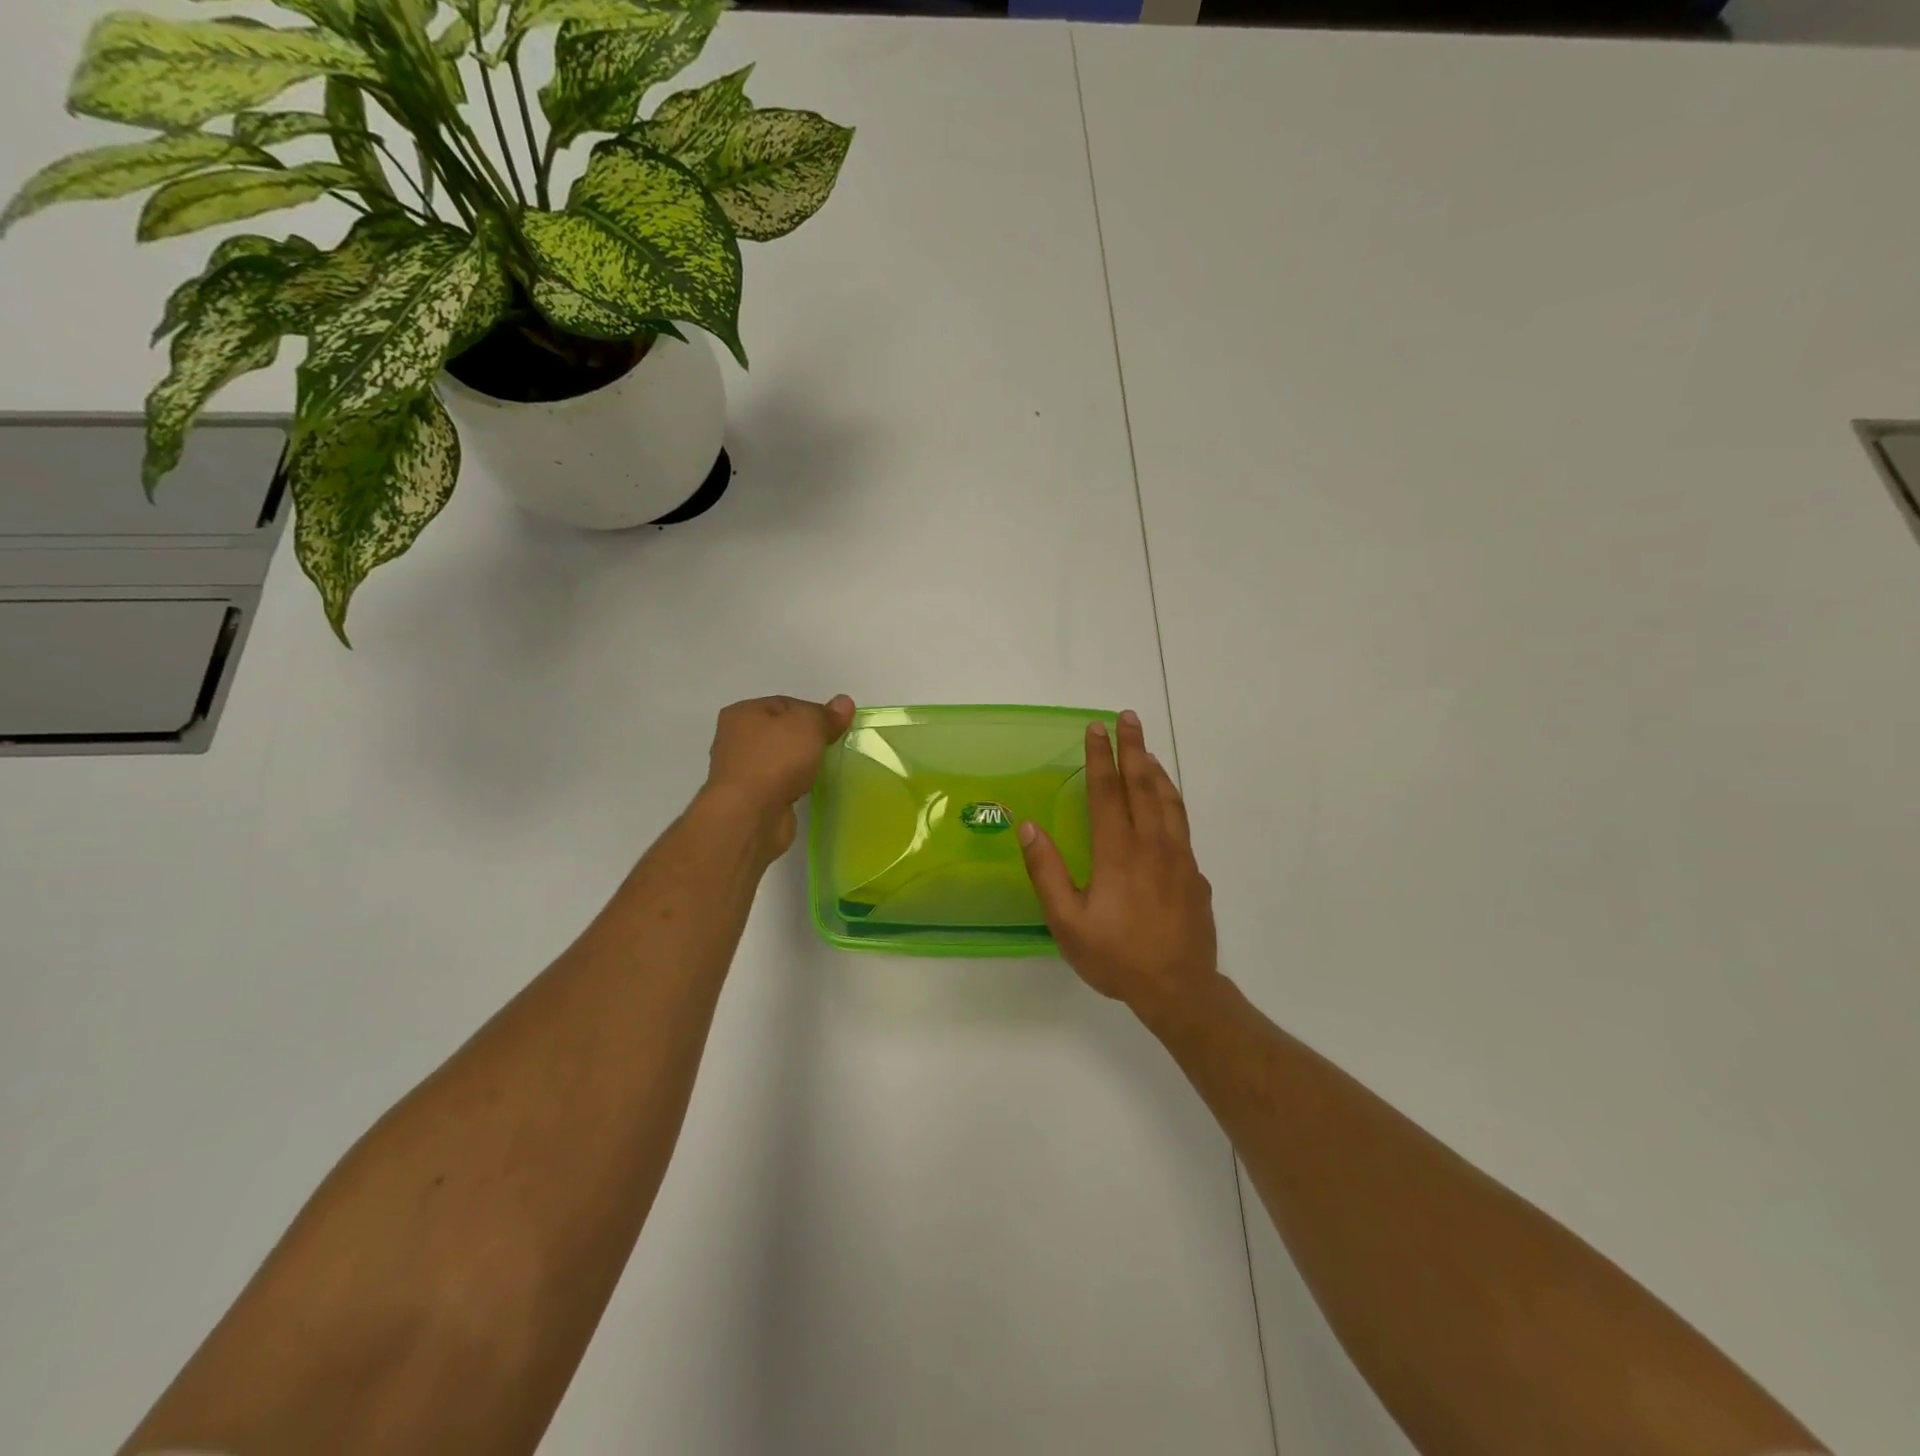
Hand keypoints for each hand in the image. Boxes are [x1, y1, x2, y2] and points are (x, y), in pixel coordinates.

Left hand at [701, 694, 855, 858]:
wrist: (751, 815)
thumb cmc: (776, 759)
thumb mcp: (809, 725)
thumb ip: (827, 714)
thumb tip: (844, 703)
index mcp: (743, 713)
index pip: (785, 704)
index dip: (814, 712)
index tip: (836, 728)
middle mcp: (735, 738)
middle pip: (781, 731)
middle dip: (806, 739)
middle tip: (831, 748)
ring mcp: (740, 771)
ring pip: (779, 759)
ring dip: (799, 764)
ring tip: (821, 769)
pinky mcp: (749, 798)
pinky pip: (778, 783)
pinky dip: (792, 785)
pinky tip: (806, 789)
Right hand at [1019, 710, 1217, 1017]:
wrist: (1179, 988)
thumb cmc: (1116, 956)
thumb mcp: (1067, 922)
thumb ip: (1046, 871)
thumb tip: (1027, 825)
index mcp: (1118, 852)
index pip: (1106, 792)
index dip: (1099, 757)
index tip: (1096, 728)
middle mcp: (1152, 845)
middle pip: (1143, 785)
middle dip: (1134, 748)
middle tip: (1129, 717)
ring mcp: (1179, 857)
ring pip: (1169, 801)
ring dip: (1156, 770)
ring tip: (1147, 750)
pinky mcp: (1195, 873)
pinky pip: (1182, 824)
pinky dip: (1172, 800)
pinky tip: (1167, 802)